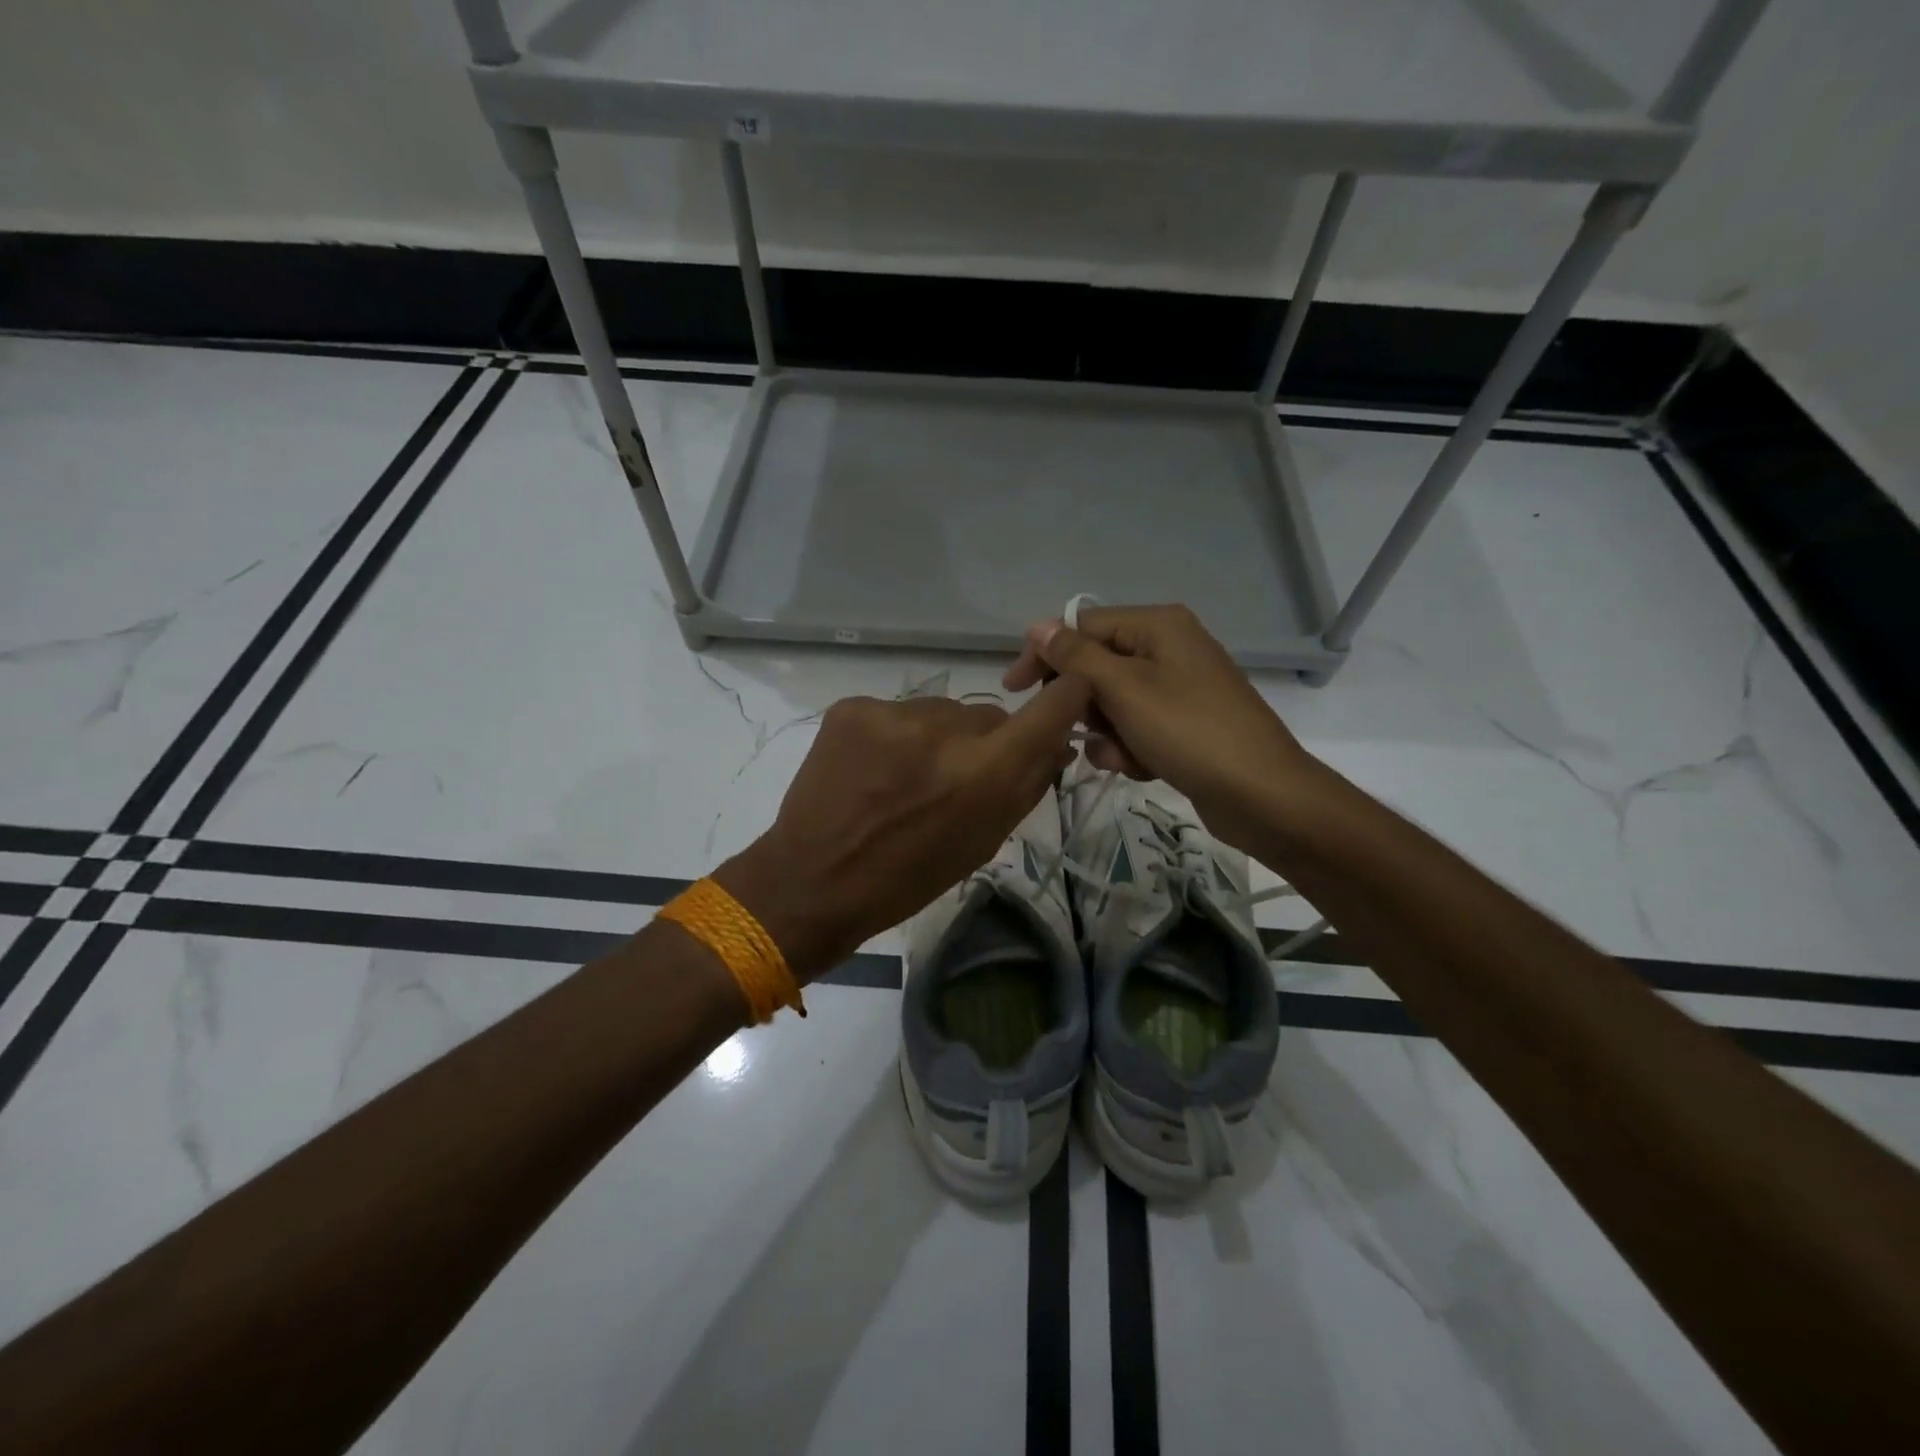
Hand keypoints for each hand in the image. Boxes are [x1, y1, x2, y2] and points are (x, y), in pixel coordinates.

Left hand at [715, 677, 1092, 980]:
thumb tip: (1059, 743)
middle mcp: (945, 729)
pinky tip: (873, 769)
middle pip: (988, 715)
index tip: (1067, 695)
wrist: (813, 880)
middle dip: (984, 741)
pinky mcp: (853, 707)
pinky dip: (895, 736)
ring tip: (904, 778)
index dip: (1068, 695)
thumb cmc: (908, 878)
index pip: (1052, 707)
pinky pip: (898, 712)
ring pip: (941, 712)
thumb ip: (1027, 787)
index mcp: (986, 773)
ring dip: (937, 737)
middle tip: (953, 778)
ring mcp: (893, 712)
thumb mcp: (983, 842)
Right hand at [1003, 603, 1313, 849]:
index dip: (1046, 656)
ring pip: (1113, 702)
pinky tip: (1141, 768)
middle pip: (1096, 665)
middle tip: (1082, 733)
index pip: (1081, 626)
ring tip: (1122, 757)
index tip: (1016, 692)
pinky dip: (1130, 747)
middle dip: (1084, 705)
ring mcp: (1179, 686)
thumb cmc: (1189, 732)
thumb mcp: (1124, 690)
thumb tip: (1037, 626)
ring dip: (1107, 733)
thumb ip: (1076, 656)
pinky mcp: (1185, 722)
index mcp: (1157, 625)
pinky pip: (1137, 726)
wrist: (1263, 795)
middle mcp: (1168, 647)